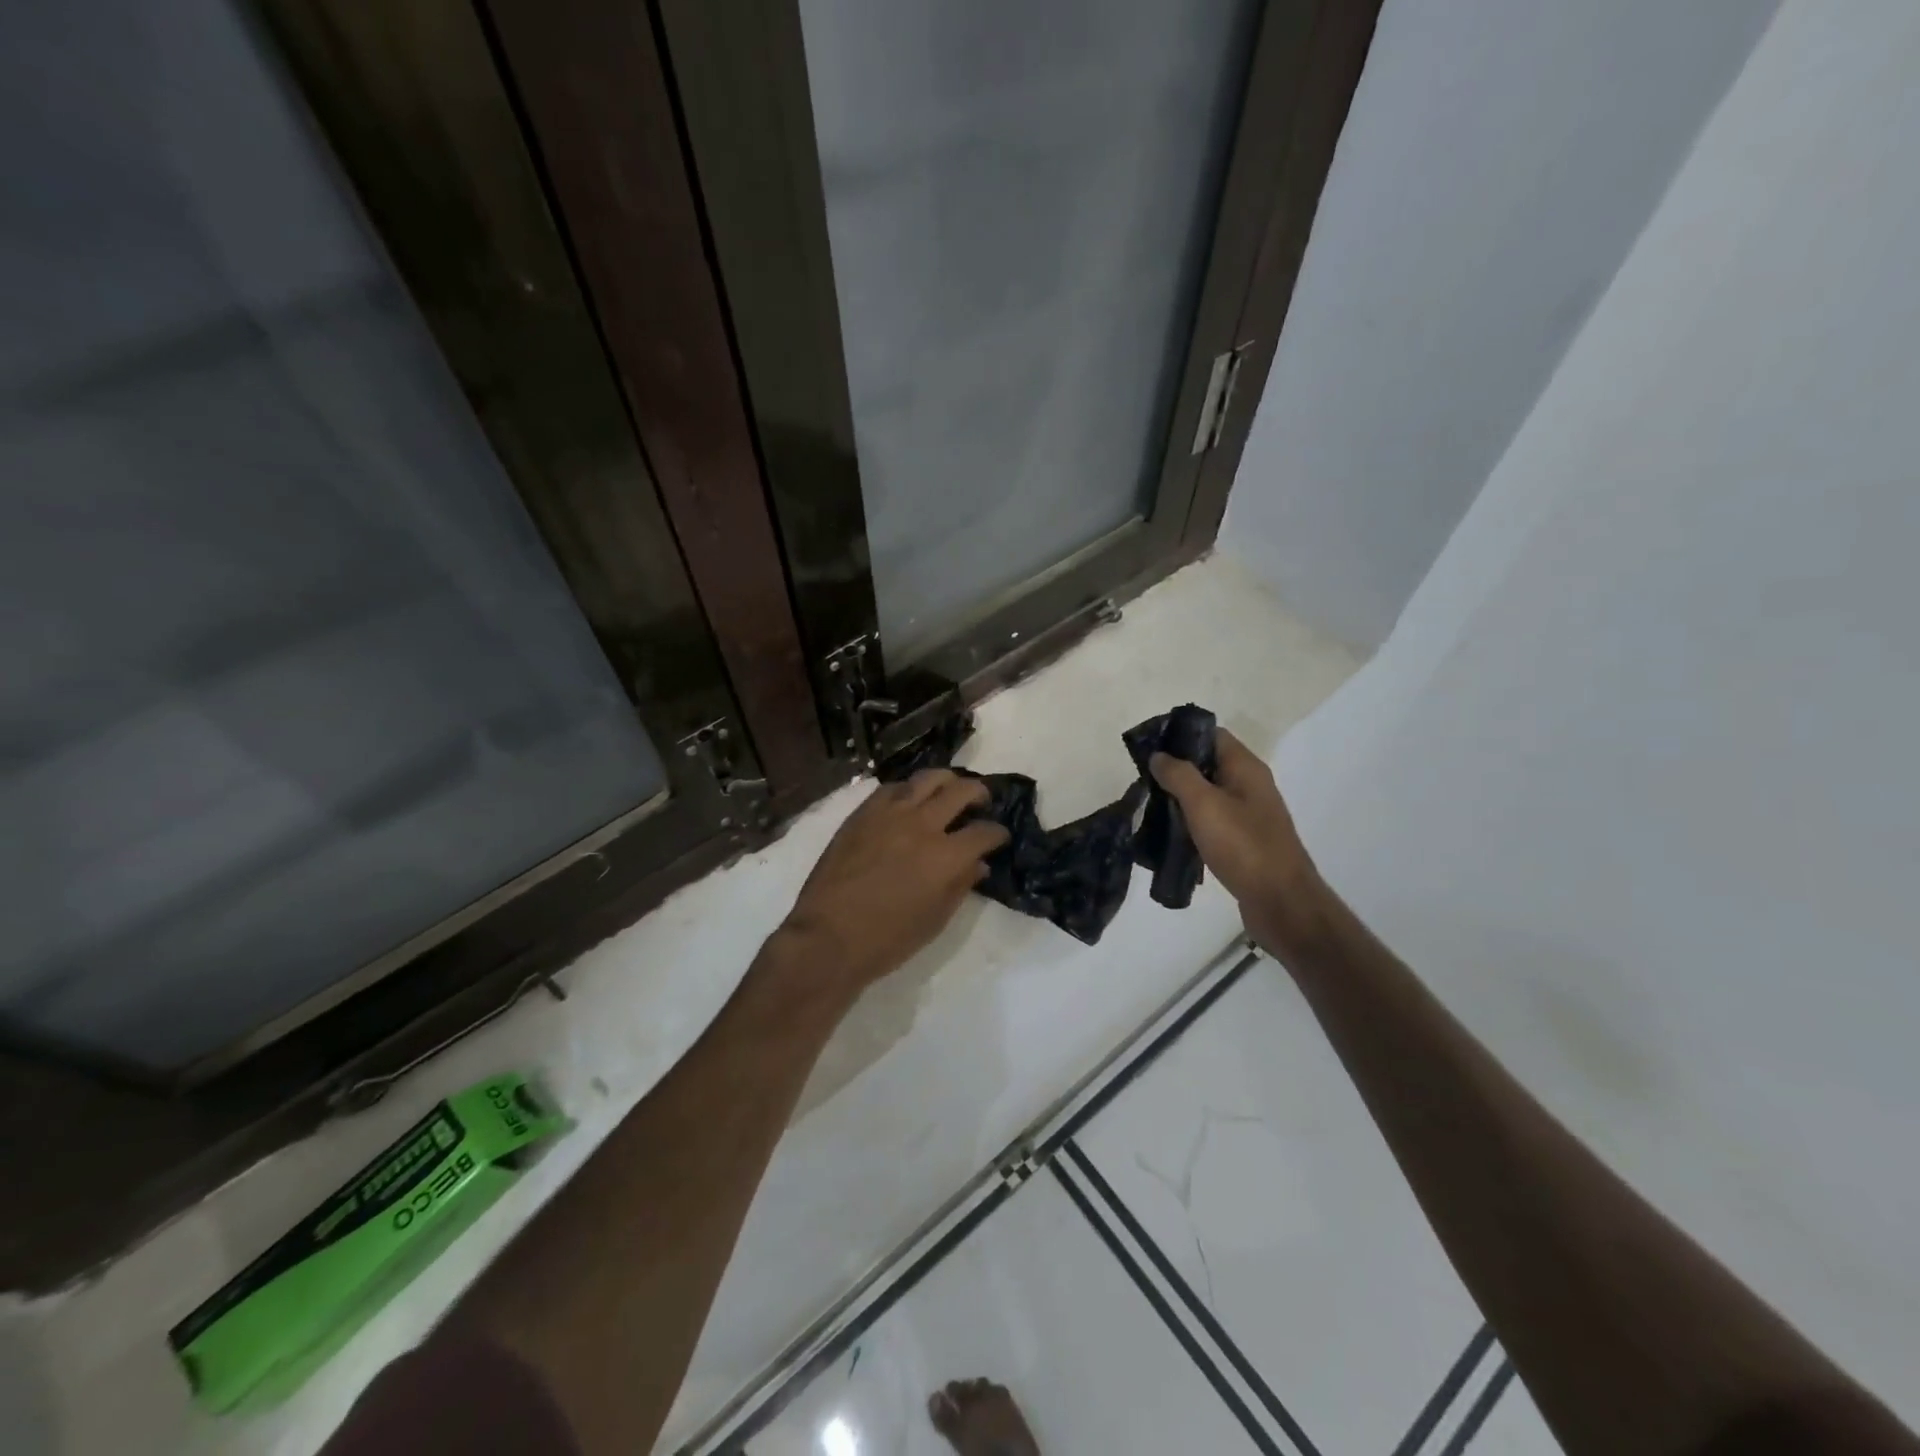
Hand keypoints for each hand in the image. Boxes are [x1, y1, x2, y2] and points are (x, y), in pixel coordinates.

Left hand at [773, 770, 1010, 1001]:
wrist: (828, 936)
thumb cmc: (887, 940)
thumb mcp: (935, 920)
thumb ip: (961, 885)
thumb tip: (978, 864)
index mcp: (946, 856)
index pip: (984, 832)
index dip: (997, 833)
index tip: (999, 837)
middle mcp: (922, 825)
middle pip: (961, 791)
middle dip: (979, 794)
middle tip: (981, 803)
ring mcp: (890, 814)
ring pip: (927, 778)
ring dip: (946, 781)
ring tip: (949, 789)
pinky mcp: (863, 813)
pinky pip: (892, 788)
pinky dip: (909, 790)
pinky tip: (909, 800)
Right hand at [1150, 729, 1329, 955]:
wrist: (1281, 903)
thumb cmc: (1243, 846)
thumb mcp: (1204, 804)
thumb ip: (1179, 775)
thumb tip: (1158, 755)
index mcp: (1246, 769)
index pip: (1212, 735)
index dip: (1181, 735)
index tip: (1149, 746)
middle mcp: (1250, 786)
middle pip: (1208, 764)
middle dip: (1175, 769)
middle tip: (1143, 780)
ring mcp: (1249, 815)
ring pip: (1208, 795)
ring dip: (1180, 798)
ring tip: (1149, 806)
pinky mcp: (1244, 842)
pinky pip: (1212, 822)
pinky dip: (1191, 823)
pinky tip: (1170, 834)